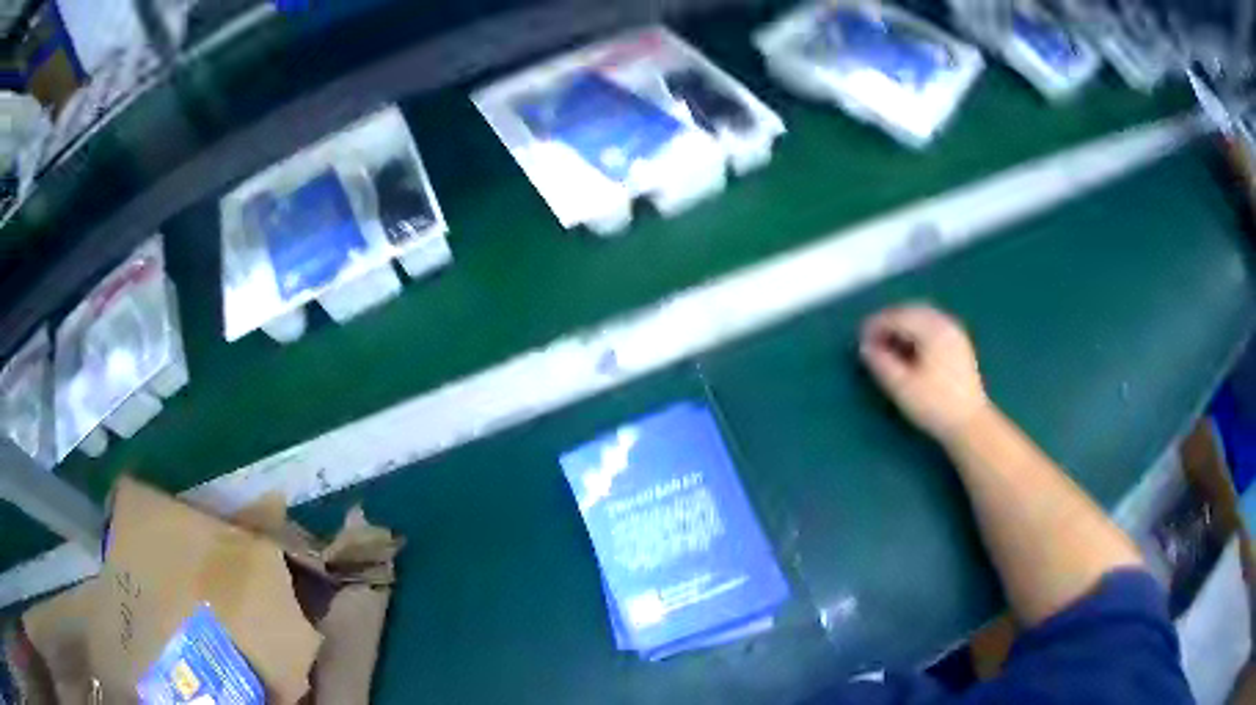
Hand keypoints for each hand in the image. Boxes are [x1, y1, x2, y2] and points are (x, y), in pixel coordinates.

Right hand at [859, 304, 989, 441]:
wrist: (970, 424)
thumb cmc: (934, 405)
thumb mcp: (902, 387)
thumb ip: (881, 363)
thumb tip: (865, 346)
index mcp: (932, 329)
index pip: (898, 316)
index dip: (876, 325)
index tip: (859, 339)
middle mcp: (945, 323)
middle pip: (911, 311)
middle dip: (889, 321)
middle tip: (871, 338)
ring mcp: (955, 333)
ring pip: (923, 318)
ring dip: (903, 325)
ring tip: (887, 344)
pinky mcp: (959, 345)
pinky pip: (933, 327)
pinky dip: (916, 331)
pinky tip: (909, 349)